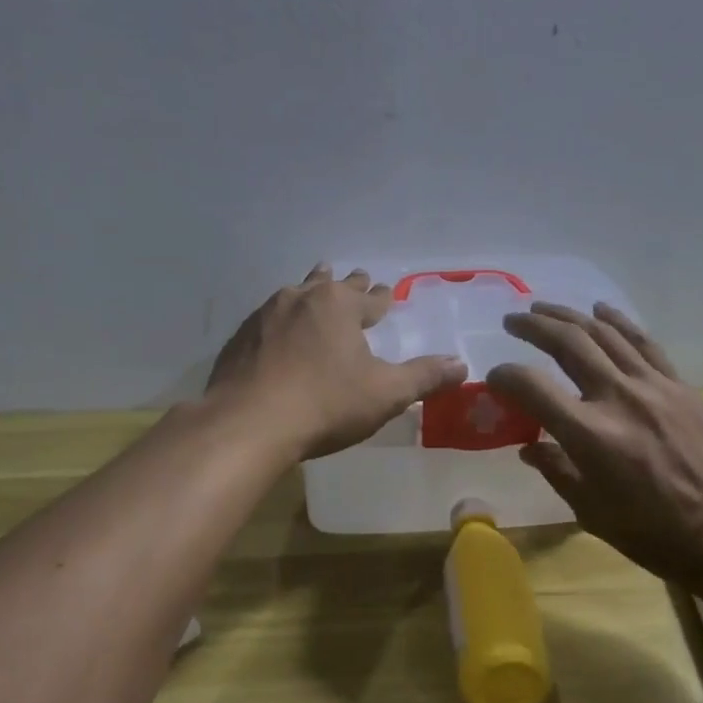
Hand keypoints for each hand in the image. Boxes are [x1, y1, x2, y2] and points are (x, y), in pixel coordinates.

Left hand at [206, 265, 467, 460]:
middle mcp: (302, 299)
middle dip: (347, 284)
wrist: (247, 424)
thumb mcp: (385, 394)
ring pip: (295, 295)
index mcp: (339, 305)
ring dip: (310, 292)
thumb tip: (461, 365)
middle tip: (356, 278)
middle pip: (330, 284)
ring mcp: (265, 315)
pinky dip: (280, 322)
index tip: (387, 292)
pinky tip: (277, 334)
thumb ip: (424, 377)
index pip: (370, 297)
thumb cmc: (325, 404)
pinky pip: (268, 321)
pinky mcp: (240, 338)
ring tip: (314, 287)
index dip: (382, 297)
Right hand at [487, 303, 702, 586]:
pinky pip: (643, 342)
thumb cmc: (655, 535)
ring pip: (603, 333)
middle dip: (533, 326)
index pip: (532, 387)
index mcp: (591, 435)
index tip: (494, 379)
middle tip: (512, 321)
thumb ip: (557, 471)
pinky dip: (618, 322)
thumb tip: (529, 446)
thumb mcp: (592, 513)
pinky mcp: (679, 385)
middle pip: (567, 343)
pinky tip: (600, 310)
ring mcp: (653, 386)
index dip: (505, 377)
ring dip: (569, 316)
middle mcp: (618, 398)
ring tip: (544, 308)